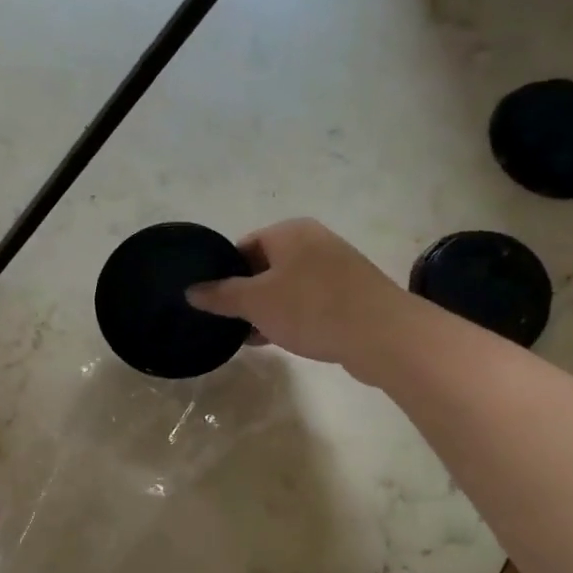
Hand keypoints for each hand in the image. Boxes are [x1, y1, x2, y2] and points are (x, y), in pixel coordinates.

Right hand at [185, 219, 407, 380]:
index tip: (214, 302)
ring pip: (288, 286)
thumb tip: (191, 290)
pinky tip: (283, 340)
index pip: (244, 246)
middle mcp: (314, 241)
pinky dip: (293, 317)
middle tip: (230, 323)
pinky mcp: (352, 294)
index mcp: (290, 232)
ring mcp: (337, 267)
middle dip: (246, 295)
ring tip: (252, 337)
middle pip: (266, 266)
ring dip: (269, 310)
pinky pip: (311, 301)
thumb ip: (220, 295)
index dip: (224, 273)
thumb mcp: (255, 302)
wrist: (381, 334)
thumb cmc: (311, 308)